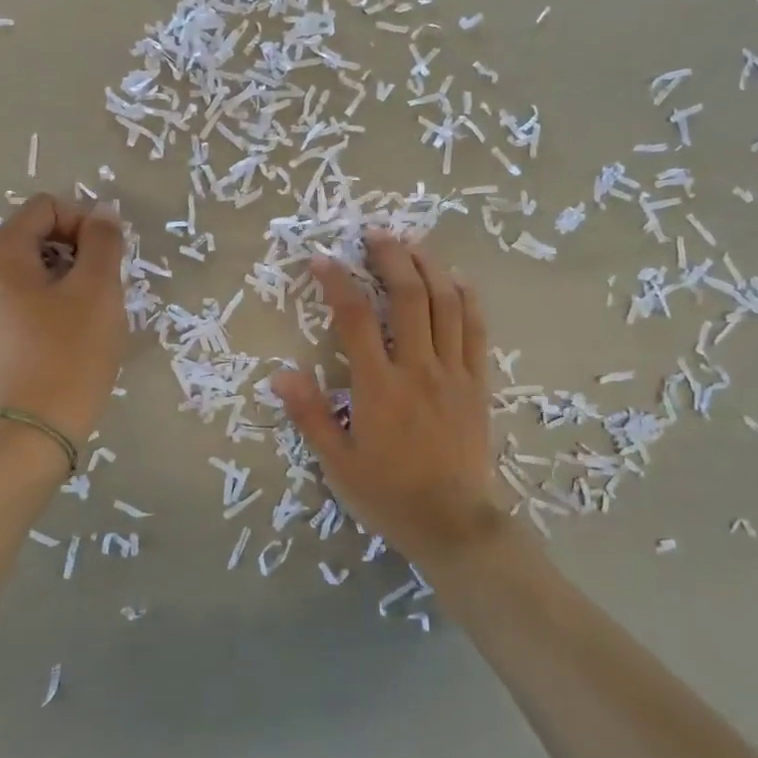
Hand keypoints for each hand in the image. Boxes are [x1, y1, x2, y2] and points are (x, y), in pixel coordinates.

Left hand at [0, 195, 127, 449]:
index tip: (107, 259)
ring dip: (68, 280)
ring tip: (90, 315)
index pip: (47, 207)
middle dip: (77, 253)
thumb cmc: (70, 351)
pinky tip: (69, 336)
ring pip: (33, 271)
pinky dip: (51, 305)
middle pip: (37, 236)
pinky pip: (24, 301)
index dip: (84, 223)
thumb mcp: (98, 289)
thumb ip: (103, 241)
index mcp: (0, 253)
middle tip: (102, 289)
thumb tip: (102, 212)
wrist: (36, 429)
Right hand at [272, 233, 505, 572]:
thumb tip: (280, 374)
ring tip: (412, 244)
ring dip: (429, 267)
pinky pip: (476, 331)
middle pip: (408, 296)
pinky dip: (467, 299)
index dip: (337, 282)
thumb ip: (310, 415)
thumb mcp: (337, 463)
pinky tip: (457, 279)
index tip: (322, 259)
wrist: (453, 524)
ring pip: (446, 304)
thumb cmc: (388, 494)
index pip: (356, 318)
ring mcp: (453, 373)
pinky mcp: (477, 383)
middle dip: (390, 257)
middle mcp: (418, 368)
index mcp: (379, 386)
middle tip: (374, 233)